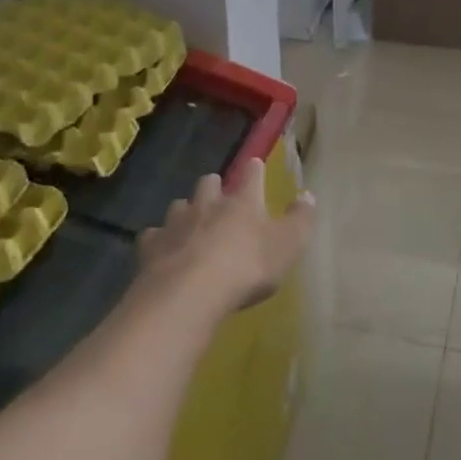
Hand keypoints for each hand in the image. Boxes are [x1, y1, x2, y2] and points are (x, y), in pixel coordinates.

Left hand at [138, 159, 314, 313]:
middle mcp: (208, 203)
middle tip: (219, 198)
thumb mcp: (288, 245)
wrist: (189, 293)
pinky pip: (153, 236)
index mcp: (243, 200)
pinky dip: (159, 241)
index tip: (256, 166)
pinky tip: (163, 252)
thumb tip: (308, 195)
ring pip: (179, 205)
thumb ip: (301, 219)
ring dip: (186, 212)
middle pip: (209, 182)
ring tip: (191, 226)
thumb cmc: (246, 266)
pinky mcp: (151, 246)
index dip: (255, 170)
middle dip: (214, 187)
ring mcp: (176, 222)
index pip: (252, 174)